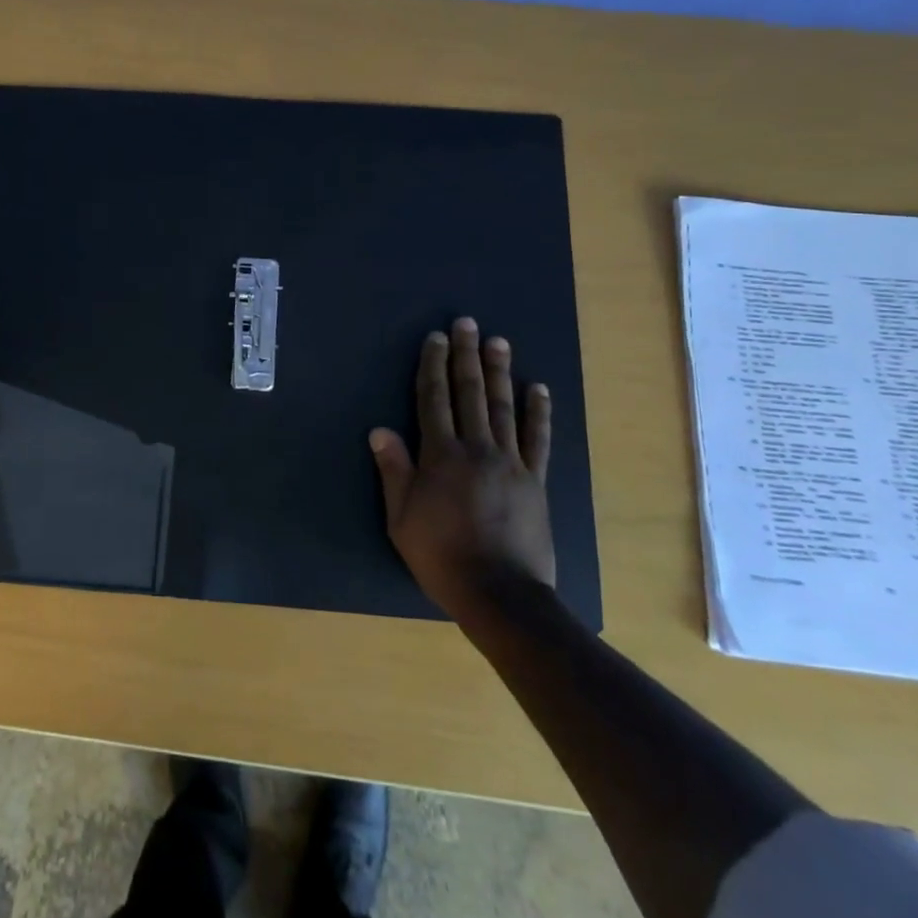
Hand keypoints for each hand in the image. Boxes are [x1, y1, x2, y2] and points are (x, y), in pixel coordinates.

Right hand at [371, 317, 555, 615]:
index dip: (433, 366)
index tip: (435, 338)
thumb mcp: (401, 518)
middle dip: (465, 356)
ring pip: (503, 407)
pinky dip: (538, 412)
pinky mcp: (535, 480)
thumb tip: (380, 429)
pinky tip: (538, 388)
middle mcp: (476, 448)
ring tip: (498, 341)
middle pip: (469, 393)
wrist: (500, 593)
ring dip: (499, 371)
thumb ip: (393, 470)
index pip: (433, 399)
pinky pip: (538, 439)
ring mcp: (510, 462)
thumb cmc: (441, 556)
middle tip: (467, 323)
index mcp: (440, 455)